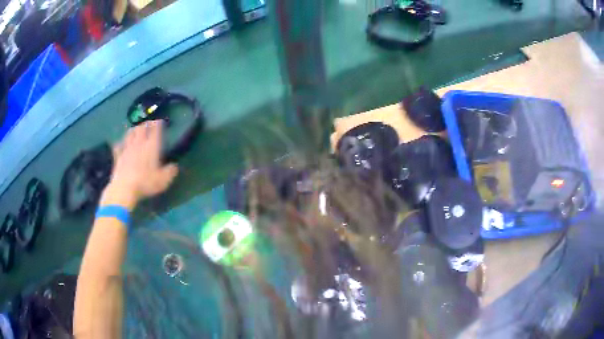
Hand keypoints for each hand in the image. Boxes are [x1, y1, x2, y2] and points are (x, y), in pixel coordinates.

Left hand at [101, 121, 178, 209]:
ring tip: (136, 129)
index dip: (158, 123)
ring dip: (134, 130)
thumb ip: (170, 172)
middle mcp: (139, 143)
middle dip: (146, 124)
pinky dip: (121, 143)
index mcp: (152, 146)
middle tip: (148, 124)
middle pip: (142, 128)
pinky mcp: (118, 156)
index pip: (155, 129)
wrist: (124, 188)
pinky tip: (121, 143)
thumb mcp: (163, 180)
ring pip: (130, 133)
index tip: (160, 121)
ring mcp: (127, 149)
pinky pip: (118, 146)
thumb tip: (174, 166)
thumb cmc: (146, 182)